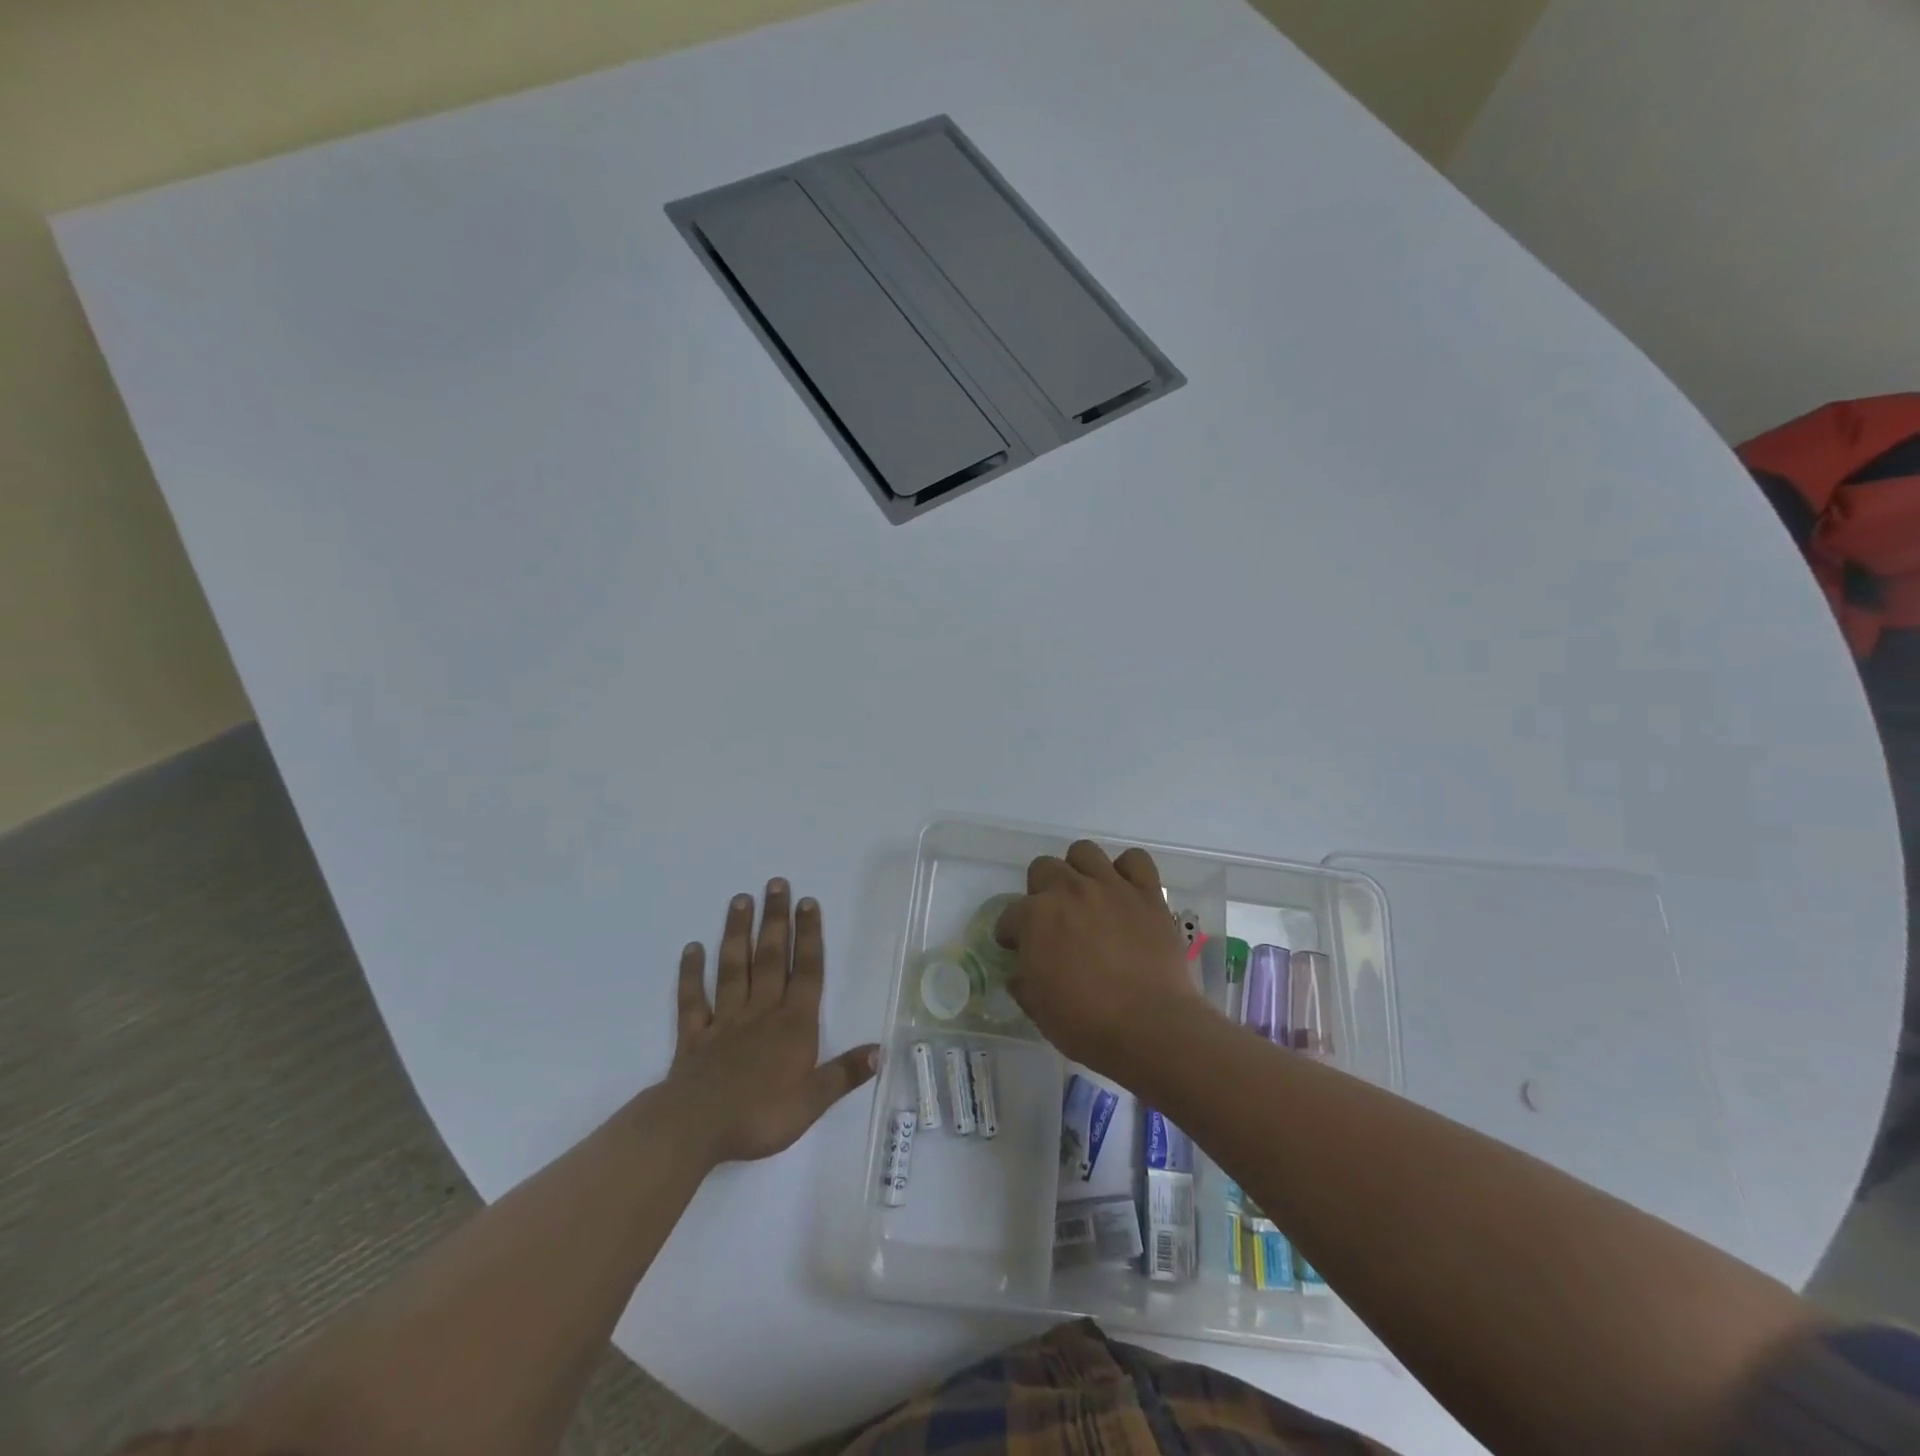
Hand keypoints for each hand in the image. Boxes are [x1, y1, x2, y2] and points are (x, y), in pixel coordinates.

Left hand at [666, 880, 878, 1165]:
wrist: (696, 1128)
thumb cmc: (760, 1115)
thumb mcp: (813, 1101)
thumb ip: (845, 1073)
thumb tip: (881, 1050)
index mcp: (793, 1024)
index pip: (806, 972)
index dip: (809, 936)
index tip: (807, 902)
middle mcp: (761, 1012)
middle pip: (771, 958)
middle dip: (775, 920)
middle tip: (775, 883)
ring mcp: (725, 1021)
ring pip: (733, 968)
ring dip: (738, 933)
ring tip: (740, 900)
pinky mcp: (694, 1036)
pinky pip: (693, 999)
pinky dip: (691, 974)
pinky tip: (692, 948)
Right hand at [994, 841, 1211, 1082]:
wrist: (1151, 1027)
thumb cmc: (1087, 1024)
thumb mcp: (1039, 1011)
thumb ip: (1025, 984)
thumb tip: (1021, 975)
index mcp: (1035, 918)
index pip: (1010, 915)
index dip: (1011, 933)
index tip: (1016, 947)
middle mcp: (1069, 891)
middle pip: (1043, 868)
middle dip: (1040, 891)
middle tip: (1051, 919)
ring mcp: (1110, 887)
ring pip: (1084, 852)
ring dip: (1078, 870)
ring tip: (1085, 896)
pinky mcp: (1147, 893)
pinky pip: (1135, 860)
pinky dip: (1127, 870)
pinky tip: (1125, 891)